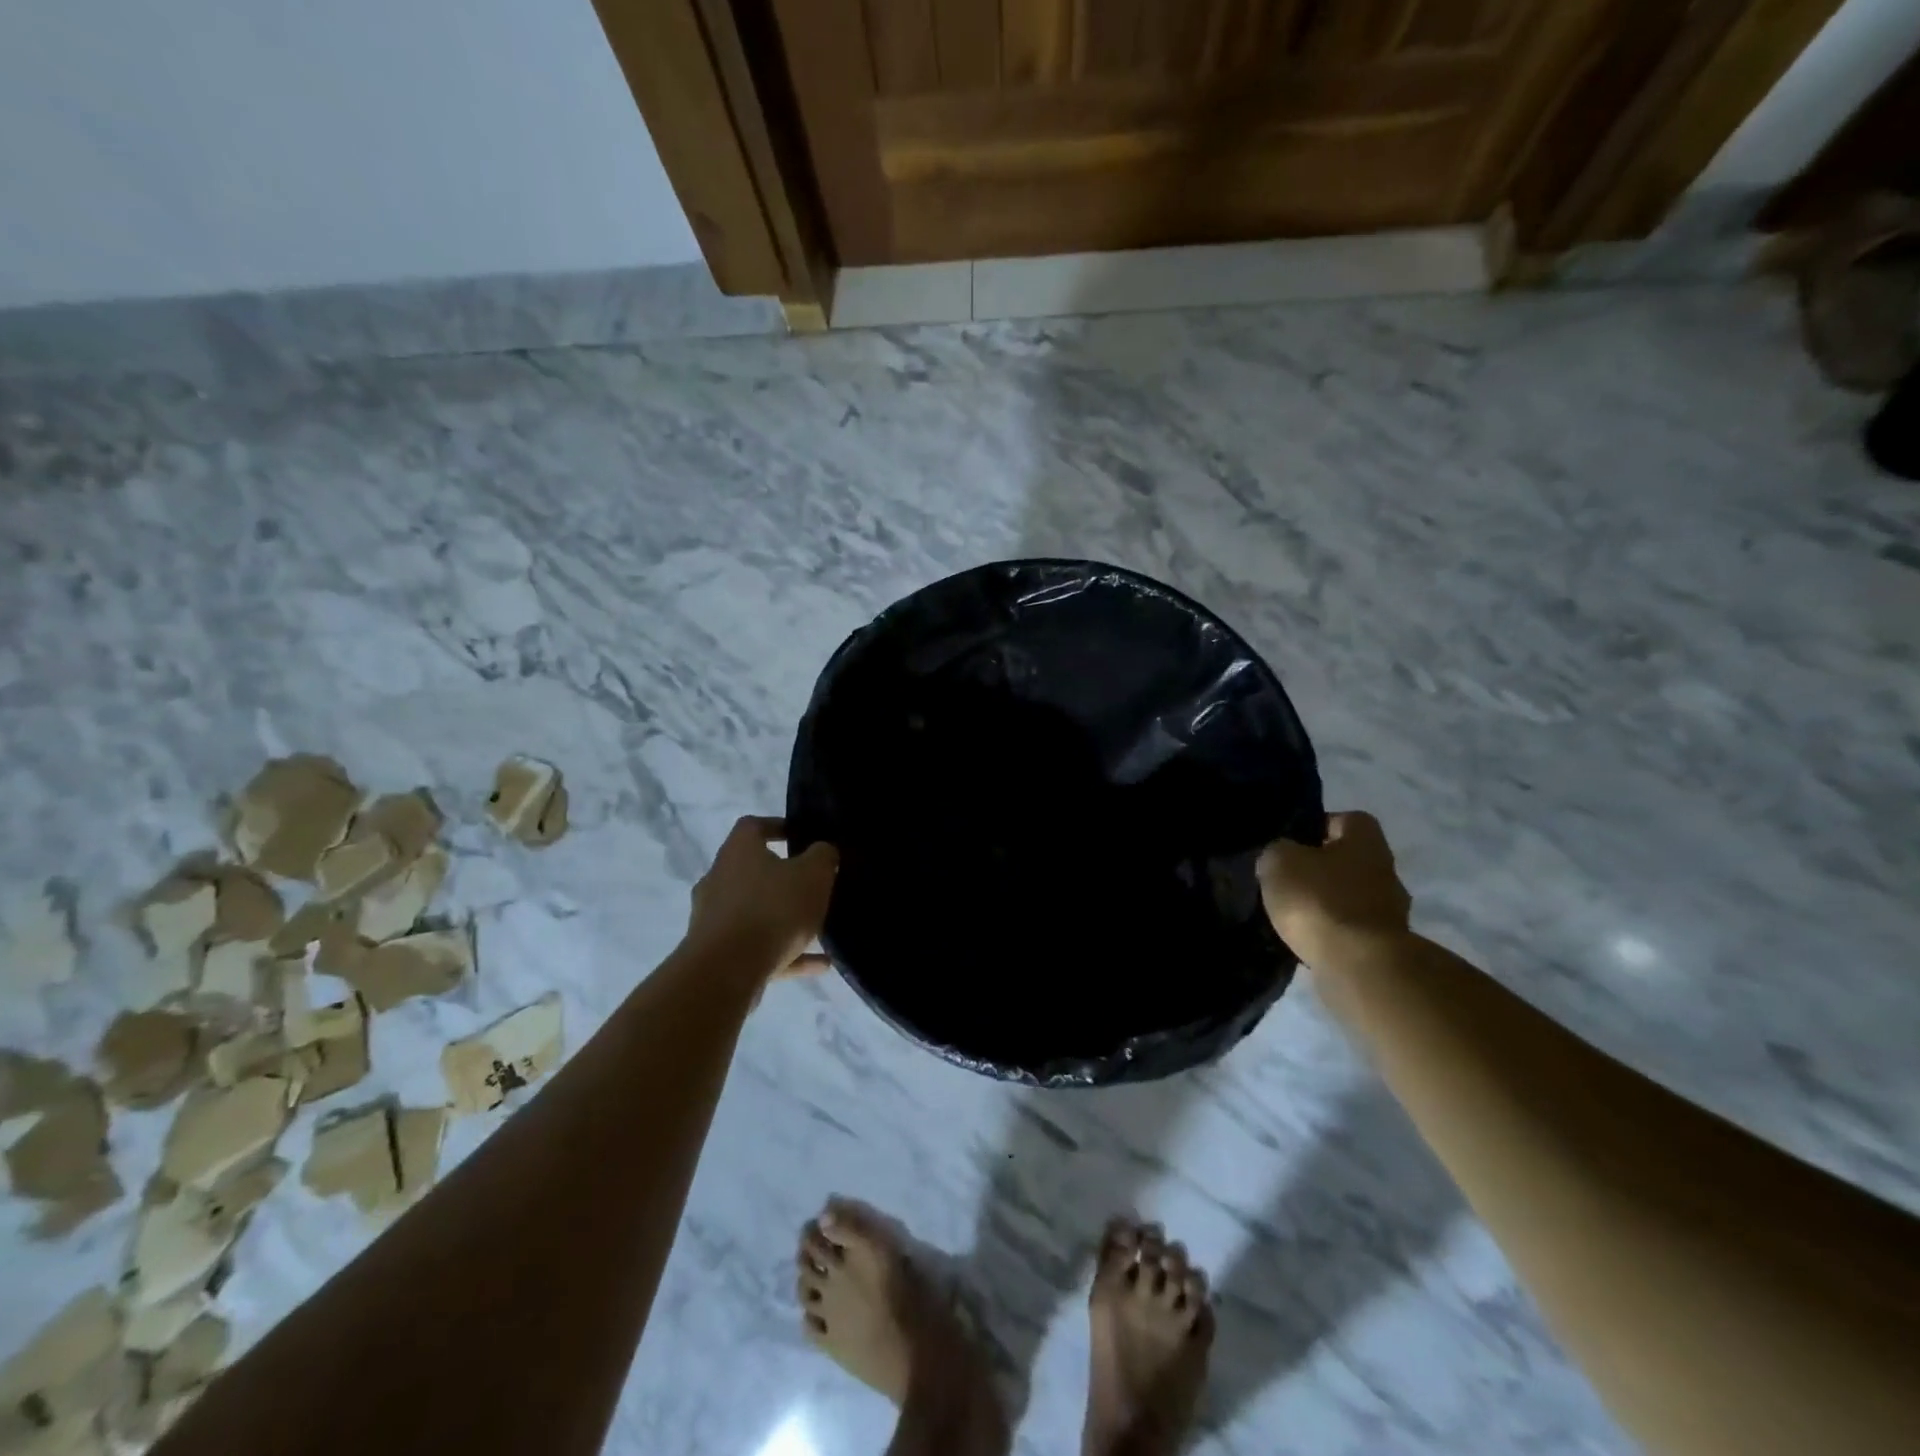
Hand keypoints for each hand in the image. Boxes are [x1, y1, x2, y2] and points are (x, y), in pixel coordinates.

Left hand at [686, 816, 838, 978]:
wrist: (726, 972)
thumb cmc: (773, 909)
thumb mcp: (813, 875)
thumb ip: (823, 857)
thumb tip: (822, 851)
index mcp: (738, 851)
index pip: (753, 826)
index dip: (777, 826)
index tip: (801, 836)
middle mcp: (719, 879)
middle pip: (752, 871)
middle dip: (782, 878)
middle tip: (812, 884)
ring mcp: (714, 918)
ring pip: (756, 912)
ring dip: (785, 919)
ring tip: (820, 928)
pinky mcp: (718, 954)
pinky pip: (760, 947)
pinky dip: (787, 952)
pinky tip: (820, 963)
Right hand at [1256, 812, 1411, 968]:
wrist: (1359, 965)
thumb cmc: (1319, 899)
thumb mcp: (1279, 862)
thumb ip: (1278, 852)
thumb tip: (1281, 857)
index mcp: (1367, 840)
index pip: (1347, 819)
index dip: (1318, 827)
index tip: (1292, 843)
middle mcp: (1387, 870)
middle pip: (1351, 860)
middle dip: (1323, 869)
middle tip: (1288, 880)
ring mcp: (1391, 912)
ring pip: (1352, 896)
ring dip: (1328, 903)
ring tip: (1294, 914)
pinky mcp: (1385, 946)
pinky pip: (1352, 929)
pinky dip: (1332, 932)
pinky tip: (1308, 939)